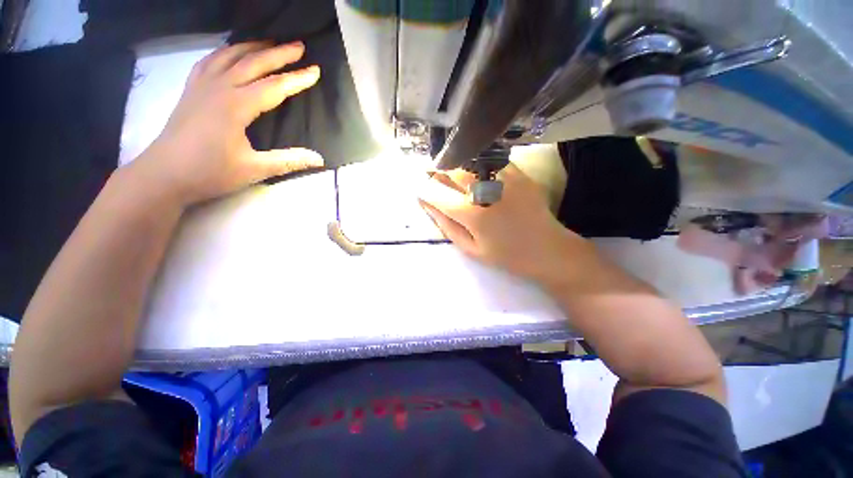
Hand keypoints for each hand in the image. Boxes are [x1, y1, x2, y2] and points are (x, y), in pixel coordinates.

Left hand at [132, 41, 324, 205]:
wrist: (164, 174)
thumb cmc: (210, 172)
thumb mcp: (255, 169)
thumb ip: (289, 161)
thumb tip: (319, 159)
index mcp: (236, 106)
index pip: (274, 87)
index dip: (297, 79)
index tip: (315, 71)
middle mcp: (219, 88)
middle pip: (252, 62)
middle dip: (278, 53)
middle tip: (299, 46)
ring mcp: (202, 86)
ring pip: (229, 56)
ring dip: (252, 47)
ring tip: (270, 43)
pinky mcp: (191, 90)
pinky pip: (209, 62)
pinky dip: (224, 52)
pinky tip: (232, 52)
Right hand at [418, 163, 590, 281]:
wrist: (547, 249)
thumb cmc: (506, 255)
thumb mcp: (470, 249)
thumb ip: (446, 225)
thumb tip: (427, 204)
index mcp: (471, 213)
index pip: (435, 192)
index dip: (422, 187)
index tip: (418, 188)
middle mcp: (485, 190)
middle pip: (451, 168)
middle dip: (436, 169)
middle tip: (431, 174)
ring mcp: (504, 177)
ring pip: (469, 159)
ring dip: (454, 163)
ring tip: (450, 171)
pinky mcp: (518, 172)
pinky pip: (490, 159)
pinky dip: (476, 162)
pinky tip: (474, 169)